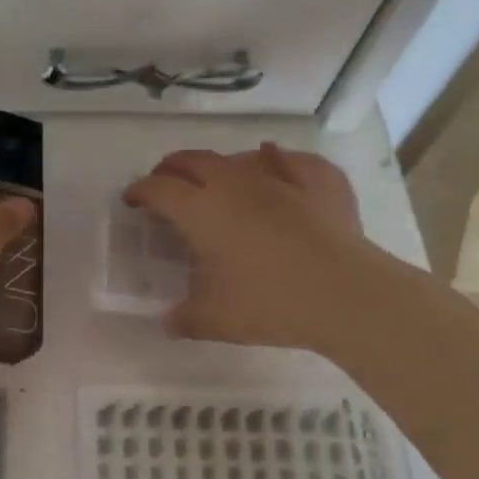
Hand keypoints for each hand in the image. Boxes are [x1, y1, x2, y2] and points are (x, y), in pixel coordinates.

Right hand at [125, 143, 371, 349]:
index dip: (140, 191)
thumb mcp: (215, 321)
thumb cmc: (270, 303)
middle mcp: (234, 184)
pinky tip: (276, 163)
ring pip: (237, 157)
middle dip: (172, 167)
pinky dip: (276, 161)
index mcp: (202, 211)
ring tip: (218, 179)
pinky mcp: (318, 181)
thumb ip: (185, 319)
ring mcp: (279, 177)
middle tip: (165, 182)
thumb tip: (169, 321)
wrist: (346, 294)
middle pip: (193, 160)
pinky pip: (290, 161)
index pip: (159, 189)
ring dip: (219, 165)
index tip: (132, 200)